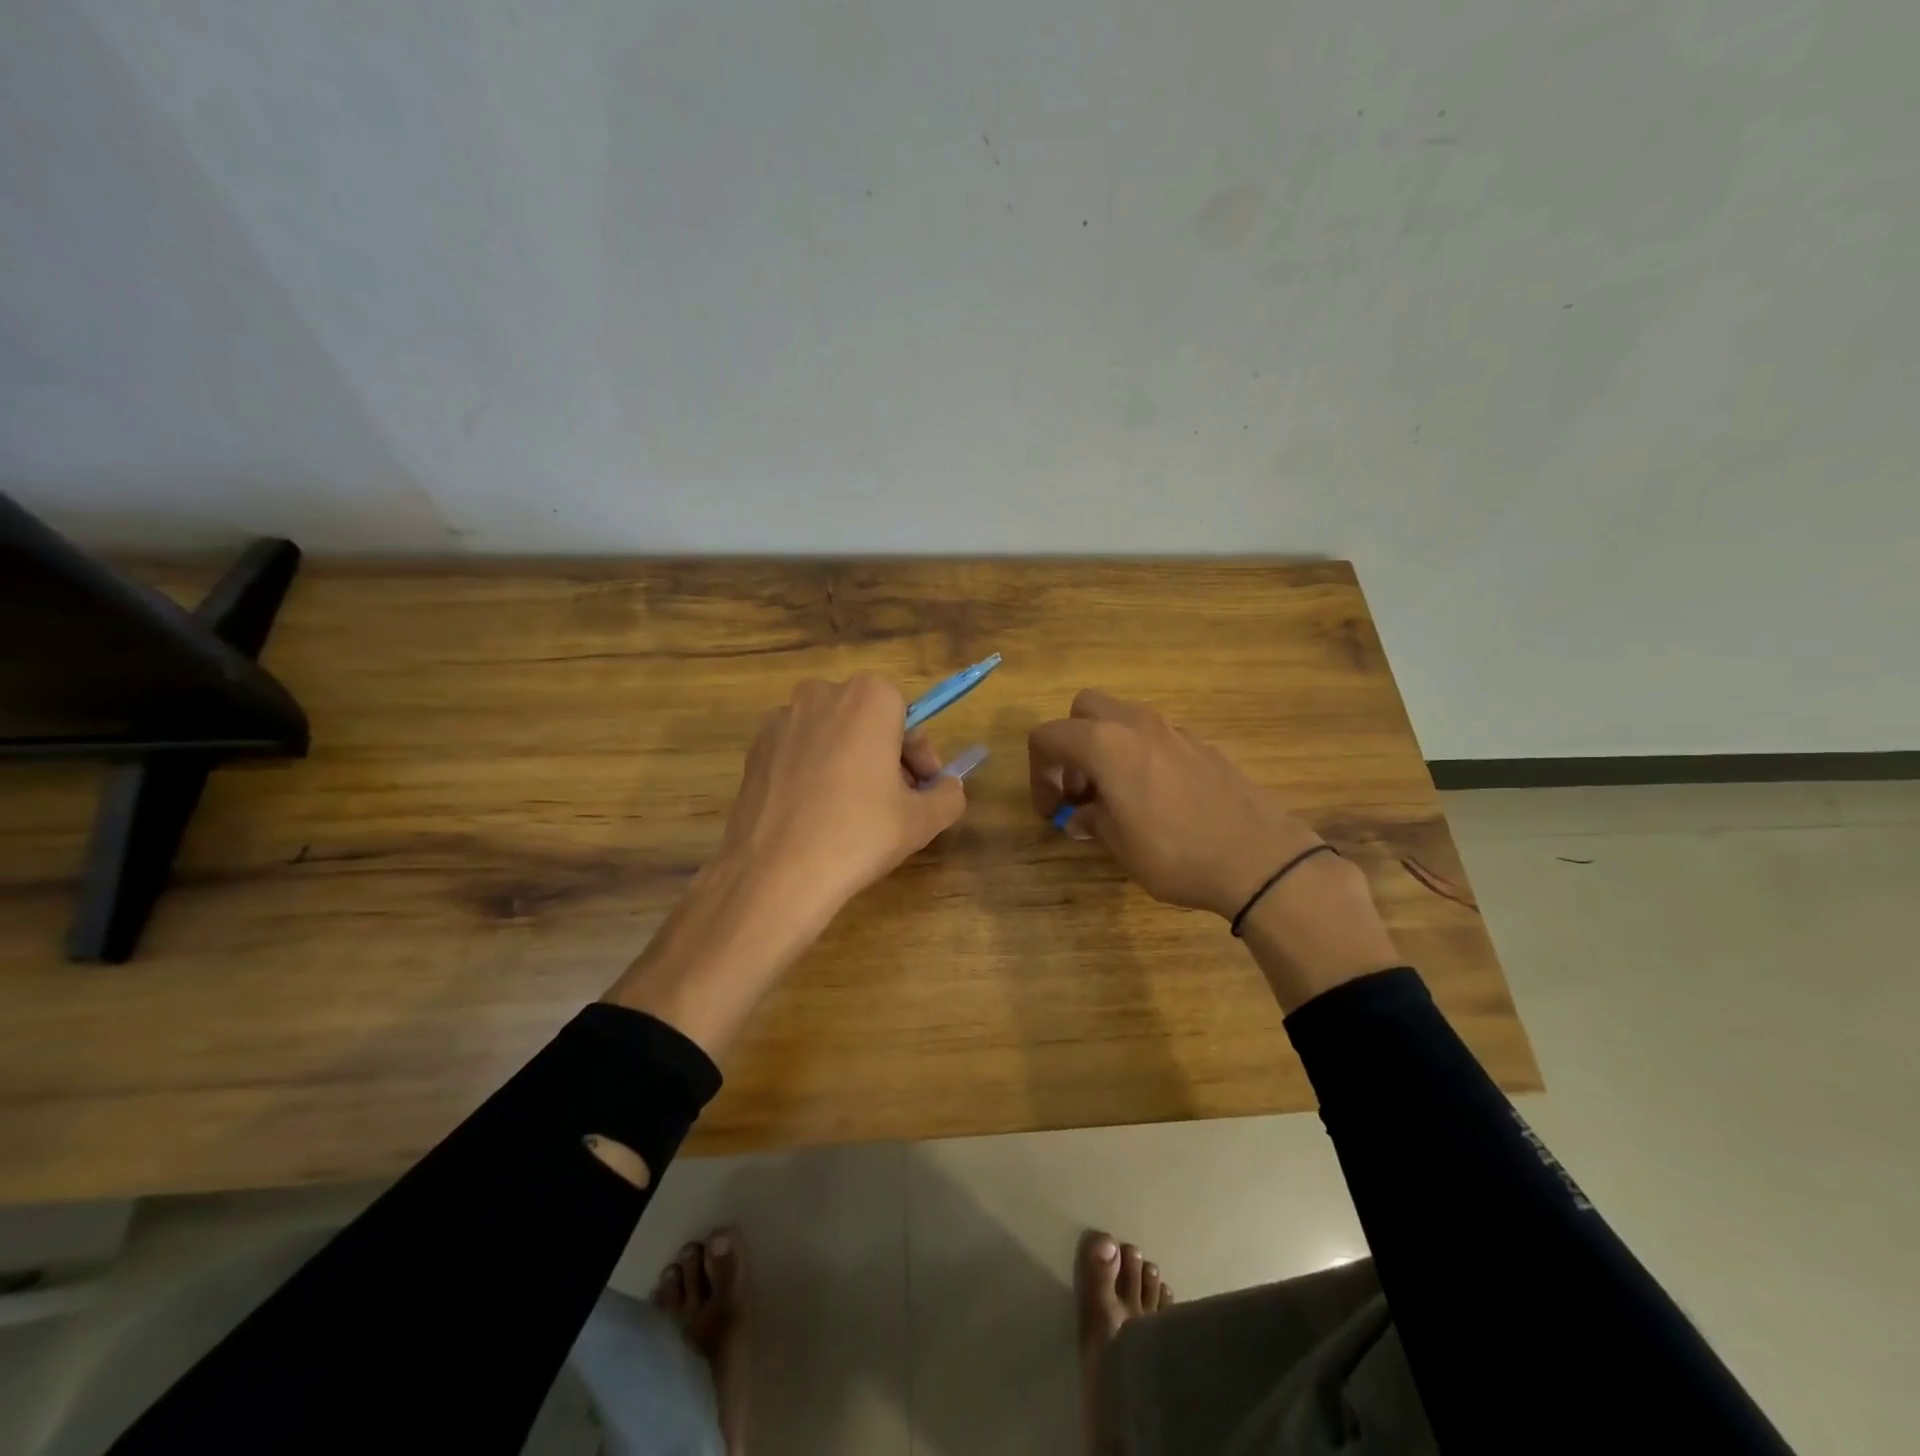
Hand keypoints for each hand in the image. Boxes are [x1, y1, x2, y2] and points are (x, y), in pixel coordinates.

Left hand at [719, 673, 967, 915]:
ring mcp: (781, 721)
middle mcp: (821, 695)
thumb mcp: (922, 820)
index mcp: (867, 698)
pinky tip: (817, 814)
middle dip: (886, 755)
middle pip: (868, 721)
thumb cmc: (858, 834)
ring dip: (850, 762)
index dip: (920, 755)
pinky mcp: (755, 749)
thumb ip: (948, 795)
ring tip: (854, 811)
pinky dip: (814, 772)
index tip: (922, 788)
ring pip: (832, 736)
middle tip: (894, 801)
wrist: (775, 873)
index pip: (907, 717)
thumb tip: (947, 787)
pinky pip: (799, 752)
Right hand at [1028, 690, 1398, 1009]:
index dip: (1038, 772)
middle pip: (1084, 709)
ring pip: (1123, 718)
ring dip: (1106, 747)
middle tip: (1079, 789)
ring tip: (1115, 796)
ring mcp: (1174, 731)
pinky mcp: (1202, 746)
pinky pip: (1155, 737)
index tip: (1051, 809)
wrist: (1259, 859)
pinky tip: (1155, 798)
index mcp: (1105, 744)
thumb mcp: (1120, 845)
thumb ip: (1092, 820)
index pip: (1048, 737)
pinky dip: (1140, 755)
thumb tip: (1080, 815)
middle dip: (1070, 744)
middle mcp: (1137, 725)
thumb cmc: (1176, 853)